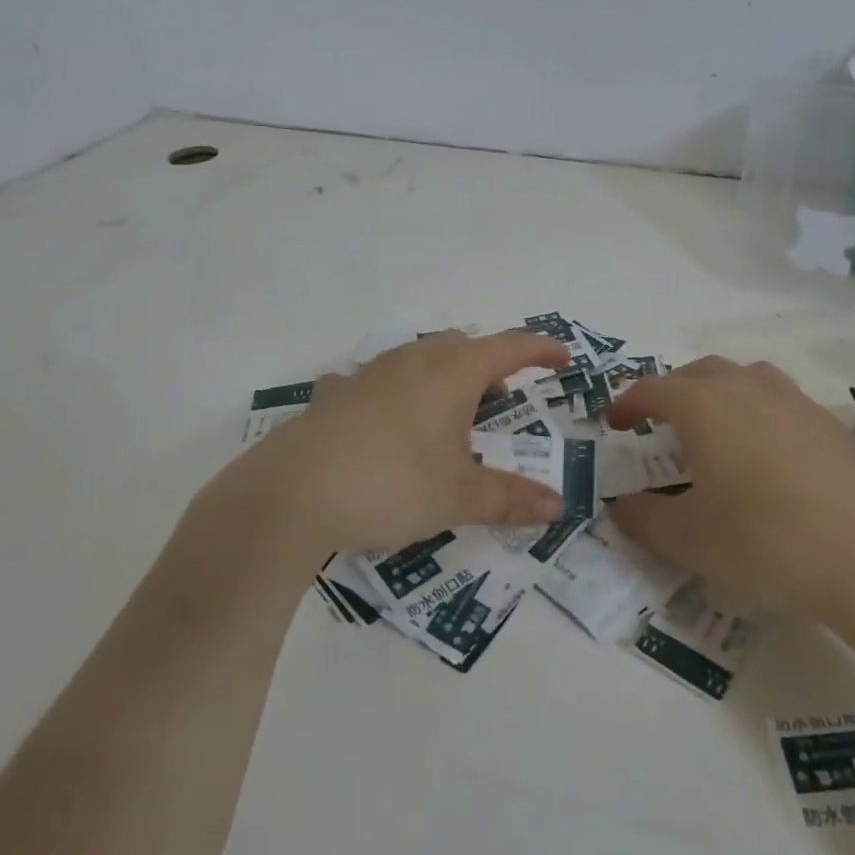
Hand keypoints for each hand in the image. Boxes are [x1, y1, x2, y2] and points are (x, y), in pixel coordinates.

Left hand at [204, 331, 572, 564]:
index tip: (562, 358)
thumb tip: (556, 506)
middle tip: (500, 404)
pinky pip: (378, 383)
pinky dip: (395, 395)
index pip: (509, 348)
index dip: (540, 351)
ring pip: (419, 359)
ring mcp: (369, 373)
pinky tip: (385, 424)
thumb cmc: (392, 484)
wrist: (292, 493)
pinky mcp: (335, 394)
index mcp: (452, 373)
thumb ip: (511, 499)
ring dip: (443, 379)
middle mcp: (413, 360)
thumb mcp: (459, 497)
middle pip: (463, 348)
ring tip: (447, 418)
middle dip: (489, 369)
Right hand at [605, 356, 854, 622]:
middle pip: (698, 372)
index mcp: (703, 406)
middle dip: (671, 392)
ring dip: (717, 394)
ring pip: (743, 378)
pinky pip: (778, 401)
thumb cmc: (767, 542)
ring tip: (713, 431)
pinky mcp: (831, 423)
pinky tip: (766, 457)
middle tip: (659, 424)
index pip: (652, 389)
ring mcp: (794, 401)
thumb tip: (620, 508)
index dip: (627, 404)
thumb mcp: (690, 540)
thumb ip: (644, 520)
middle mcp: (746, 388)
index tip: (614, 424)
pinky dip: (757, 413)